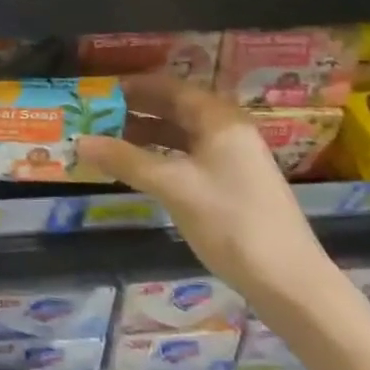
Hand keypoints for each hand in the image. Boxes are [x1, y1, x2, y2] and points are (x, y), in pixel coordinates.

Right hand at [77, 75, 328, 300]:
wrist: (291, 284)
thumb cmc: (232, 222)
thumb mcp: (173, 187)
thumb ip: (125, 160)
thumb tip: (79, 141)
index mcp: (218, 118)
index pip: (168, 86)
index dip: (132, 86)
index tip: (97, 92)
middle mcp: (226, 129)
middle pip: (173, 107)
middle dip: (135, 110)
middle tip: (95, 115)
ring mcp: (231, 157)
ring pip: (179, 133)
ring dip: (144, 134)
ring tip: (107, 139)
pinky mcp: (231, 183)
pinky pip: (187, 155)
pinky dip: (160, 155)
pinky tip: (137, 167)